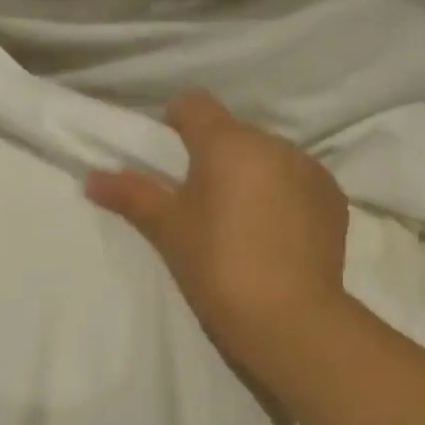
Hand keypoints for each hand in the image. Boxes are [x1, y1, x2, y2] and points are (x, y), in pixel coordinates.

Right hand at [86, 91, 350, 373]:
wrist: (289, 319)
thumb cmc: (217, 266)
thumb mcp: (168, 230)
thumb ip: (131, 196)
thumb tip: (91, 178)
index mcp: (228, 143)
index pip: (194, 104)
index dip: (175, 122)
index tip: (168, 156)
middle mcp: (274, 144)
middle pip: (234, 134)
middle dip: (216, 158)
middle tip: (202, 204)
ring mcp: (310, 170)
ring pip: (269, 159)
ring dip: (252, 177)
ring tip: (242, 224)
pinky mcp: (334, 200)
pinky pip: (298, 183)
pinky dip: (283, 197)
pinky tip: (275, 237)